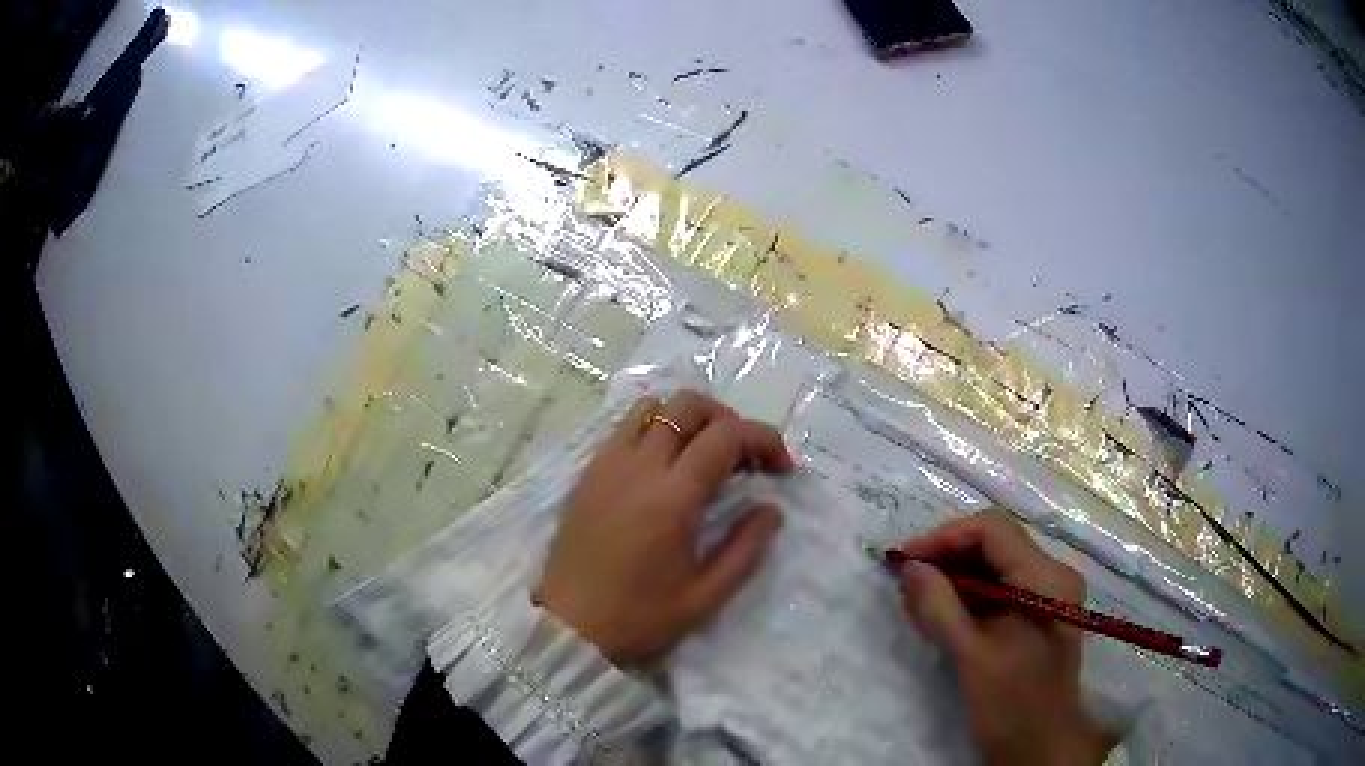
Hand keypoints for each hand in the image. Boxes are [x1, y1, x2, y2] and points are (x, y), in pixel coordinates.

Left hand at [537, 390, 794, 667]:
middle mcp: (638, 466)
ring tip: (702, 458)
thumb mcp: (706, 596)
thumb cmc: (639, 619)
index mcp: (672, 496)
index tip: (781, 470)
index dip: (764, 440)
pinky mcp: (587, 474)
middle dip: (728, 420)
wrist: (568, 630)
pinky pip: (624, 428)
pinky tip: (663, 469)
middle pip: (688, 404)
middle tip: (744, 459)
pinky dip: (654, 430)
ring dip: (687, 420)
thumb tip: (772, 508)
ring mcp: (606, 464)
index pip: (727, 435)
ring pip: (652, 407)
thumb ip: (746, 547)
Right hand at [897, 510, 1115, 765]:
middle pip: (994, 542)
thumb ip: (939, 607)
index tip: (904, 561)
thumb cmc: (1011, 705)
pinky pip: (999, 585)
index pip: (992, 530)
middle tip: (906, 584)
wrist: (1041, 745)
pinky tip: (942, 615)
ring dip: (954, 576)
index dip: (944, 537)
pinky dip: (968, 595)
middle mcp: (1052, 573)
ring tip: (918, 602)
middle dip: (947, 557)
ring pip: (994, 563)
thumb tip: (909, 566)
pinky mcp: (1038, 610)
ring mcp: (1047, 591)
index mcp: (1045, 578)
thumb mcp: (971, 657)